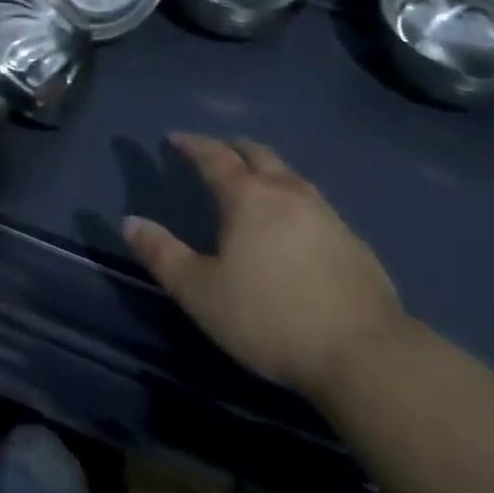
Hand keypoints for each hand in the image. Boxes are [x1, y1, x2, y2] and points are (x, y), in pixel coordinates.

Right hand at [123, 133, 408, 401]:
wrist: (363, 353)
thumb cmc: (270, 318)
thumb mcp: (201, 293)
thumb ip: (162, 255)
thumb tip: (130, 221)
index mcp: (248, 196)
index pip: (214, 156)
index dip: (192, 145)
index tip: (175, 138)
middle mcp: (286, 191)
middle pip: (257, 153)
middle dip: (232, 147)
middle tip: (217, 150)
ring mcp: (325, 212)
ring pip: (289, 174)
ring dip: (266, 169)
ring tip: (255, 181)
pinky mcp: (352, 239)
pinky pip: (313, 202)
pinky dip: (292, 198)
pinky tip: (294, 223)